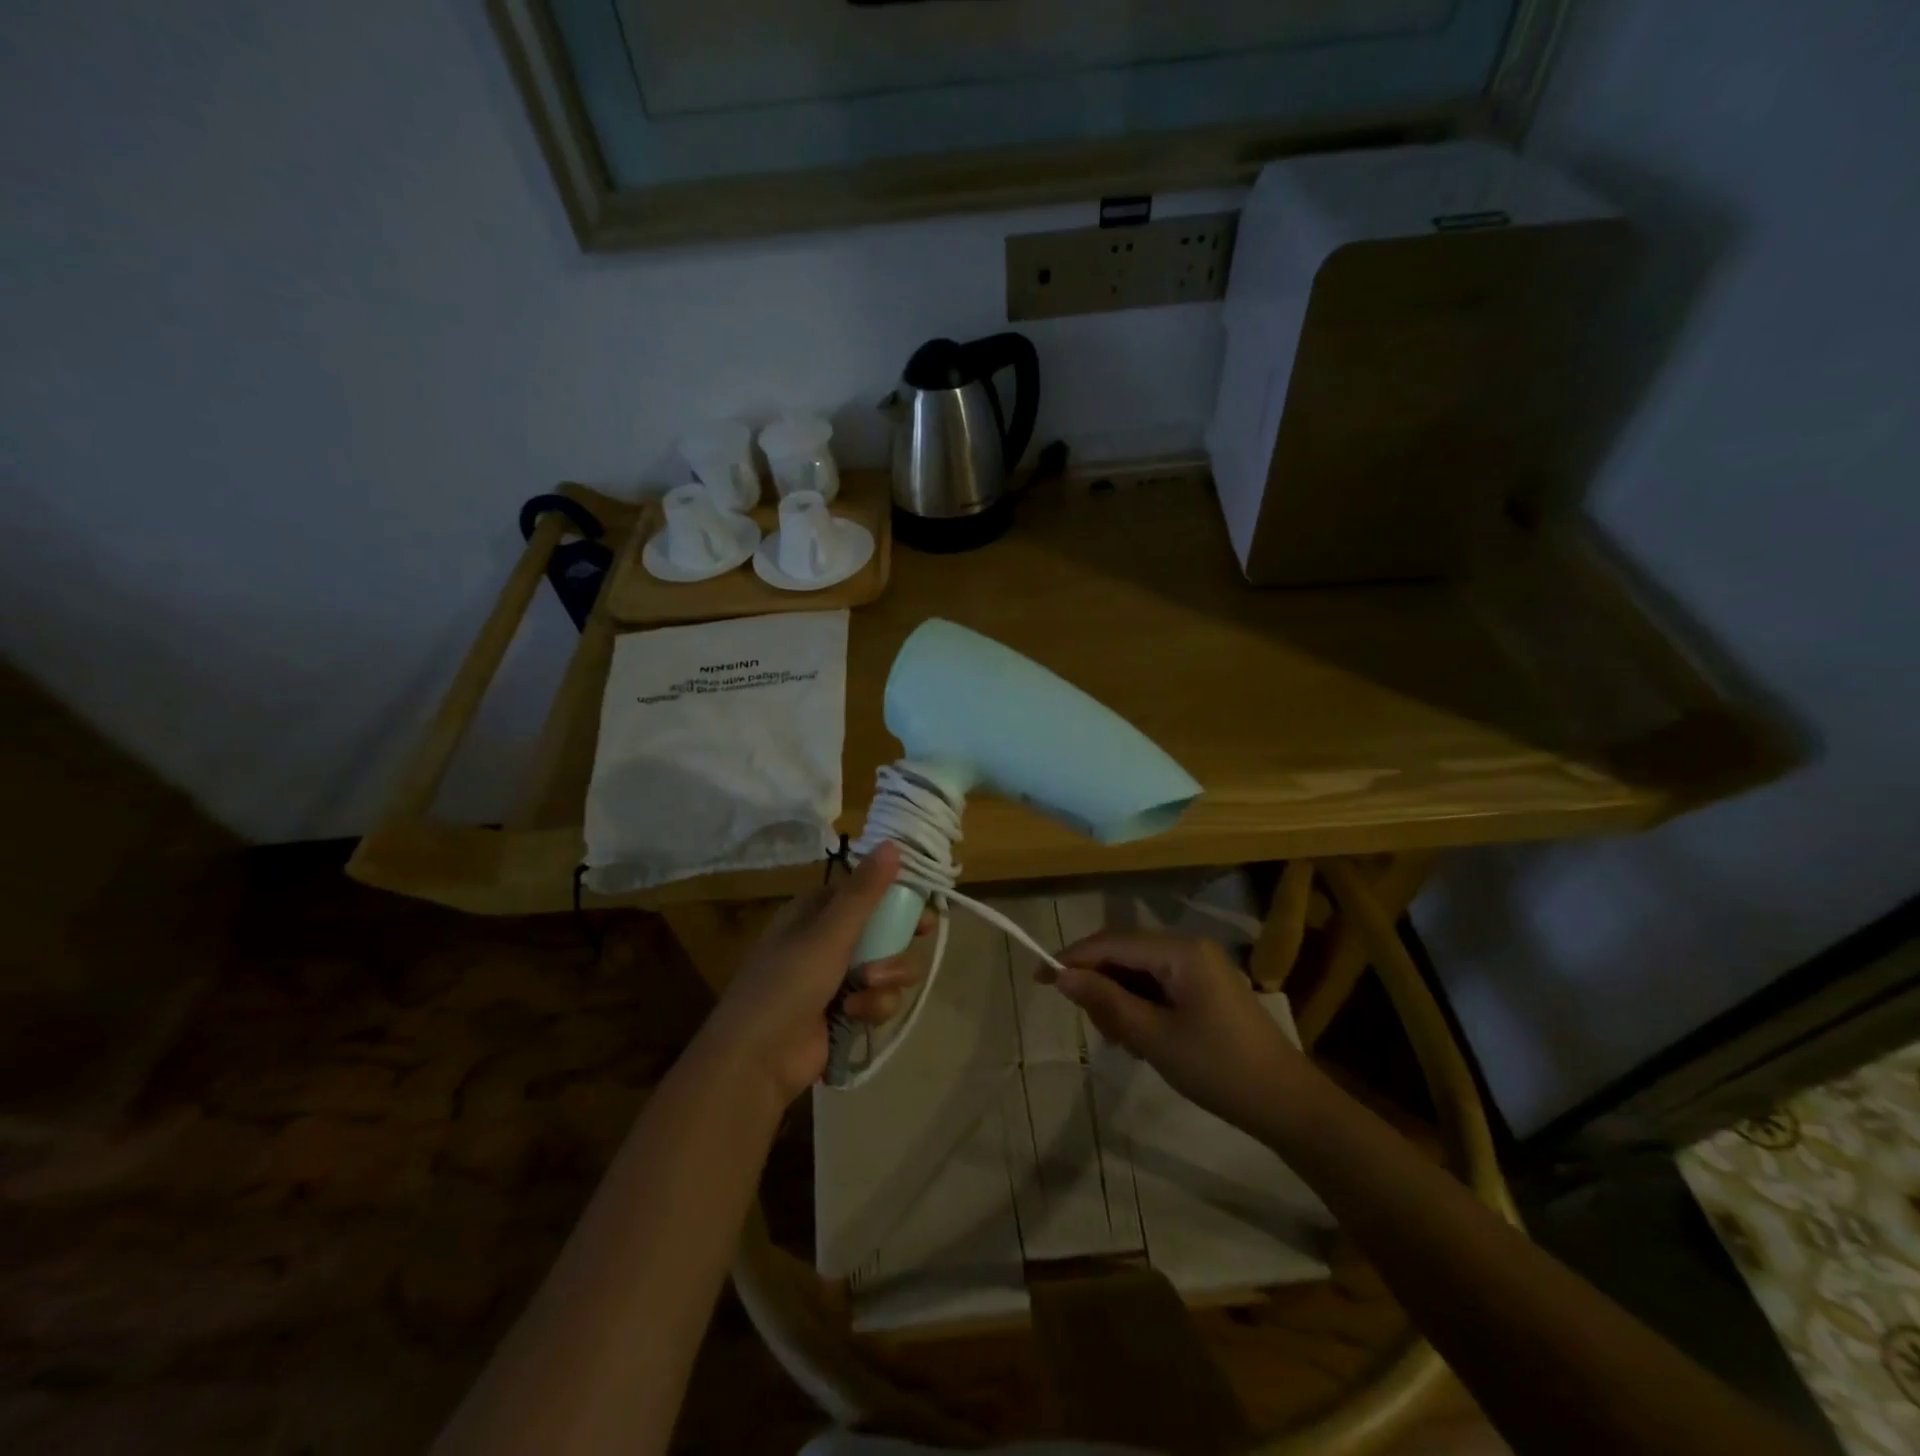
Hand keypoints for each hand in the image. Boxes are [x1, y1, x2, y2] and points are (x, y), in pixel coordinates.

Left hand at [697, 843, 928, 1106]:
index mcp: (816, 912)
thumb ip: (864, 892)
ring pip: (886, 966)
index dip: (896, 894)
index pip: (865, 891)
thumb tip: (893, 844)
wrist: (757, 1059)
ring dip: (886, 978)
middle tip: (919, 936)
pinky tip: (856, 1014)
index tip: (923, 899)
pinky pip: (878, 998)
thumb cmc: (788, 984)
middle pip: (883, 928)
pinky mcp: (845, 1011)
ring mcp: (836, 978)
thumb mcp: (828, 933)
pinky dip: (872, 1005)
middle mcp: (827, 940)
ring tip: (867, 989)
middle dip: (897, 939)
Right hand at [1045, 931, 1305, 1131]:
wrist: (1286, 1103)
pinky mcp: (1205, 987)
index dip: (1072, 958)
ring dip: (1119, 999)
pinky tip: (1140, 1038)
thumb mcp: (1154, 1037)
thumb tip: (1061, 976)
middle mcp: (1189, 947)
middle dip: (1100, 984)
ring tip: (1121, 1041)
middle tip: (1096, 1029)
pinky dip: (1140, 1005)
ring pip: (1139, 970)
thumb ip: (1106, 1001)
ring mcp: (1200, 967)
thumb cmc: (1218, 1068)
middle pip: (1124, 953)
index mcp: (1180, 951)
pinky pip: (1158, 984)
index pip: (1112, 943)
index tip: (1038, 978)